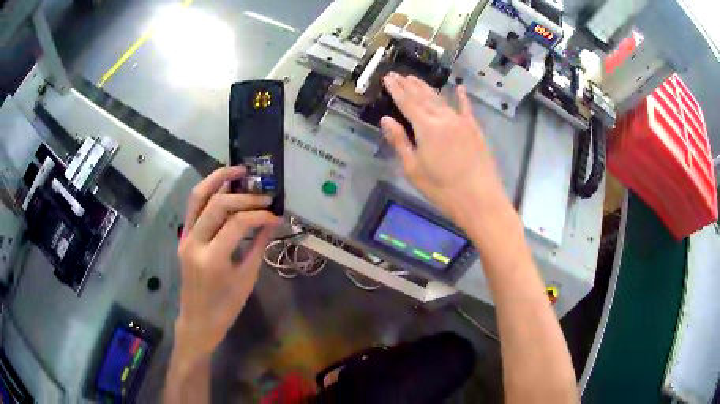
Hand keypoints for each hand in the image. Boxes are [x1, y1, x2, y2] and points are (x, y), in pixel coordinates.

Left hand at [174, 166, 280, 365]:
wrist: (198, 320)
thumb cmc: (226, 307)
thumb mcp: (246, 279)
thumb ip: (258, 246)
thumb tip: (272, 223)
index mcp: (213, 259)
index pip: (237, 223)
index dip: (259, 214)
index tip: (275, 214)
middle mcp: (194, 242)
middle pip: (218, 204)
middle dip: (243, 195)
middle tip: (263, 194)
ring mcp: (185, 237)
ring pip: (198, 197)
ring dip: (217, 179)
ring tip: (237, 169)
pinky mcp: (183, 237)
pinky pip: (193, 207)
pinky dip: (208, 192)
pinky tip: (223, 186)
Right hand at [380, 73, 507, 225]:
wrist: (480, 199)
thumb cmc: (442, 189)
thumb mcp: (413, 169)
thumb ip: (400, 141)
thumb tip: (386, 119)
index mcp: (426, 127)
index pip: (406, 102)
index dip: (396, 89)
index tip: (387, 77)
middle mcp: (444, 118)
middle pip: (423, 97)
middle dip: (409, 85)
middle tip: (398, 74)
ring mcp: (462, 121)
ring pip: (441, 99)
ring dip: (427, 88)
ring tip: (415, 78)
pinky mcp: (475, 129)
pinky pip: (466, 108)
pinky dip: (462, 97)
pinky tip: (459, 88)